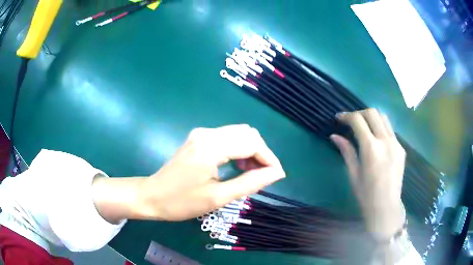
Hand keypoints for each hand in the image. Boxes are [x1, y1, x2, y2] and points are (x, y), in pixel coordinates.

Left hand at [111, 124, 284, 221]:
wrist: (152, 196)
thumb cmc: (181, 202)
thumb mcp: (218, 197)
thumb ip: (250, 183)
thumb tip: (277, 173)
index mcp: (211, 146)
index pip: (251, 142)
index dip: (269, 158)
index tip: (277, 175)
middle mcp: (207, 133)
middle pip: (247, 133)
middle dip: (261, 153)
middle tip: (264, 175)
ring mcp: (201, 133)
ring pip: (238, 133)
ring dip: (251, 150)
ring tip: (252, 172)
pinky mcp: (199, 138)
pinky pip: (228, 138)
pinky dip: (239, 149)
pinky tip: (239, 165)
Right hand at [330, 109, 405, 240]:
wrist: (387, 207)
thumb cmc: (366, 195)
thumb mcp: (353, 174)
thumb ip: (346, 151)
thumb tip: (334, 136)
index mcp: (371, 148)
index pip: (358, 120)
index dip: (346, 116)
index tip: (339, 118)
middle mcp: (385, 141)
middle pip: (372, 112)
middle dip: (359, 113)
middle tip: (351, 121)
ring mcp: (396, 143)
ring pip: (383, 117)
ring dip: (371, 117)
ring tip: (364, 126)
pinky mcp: (401, 148)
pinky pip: (390, 130)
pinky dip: (380, 128)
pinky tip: (376, 140)